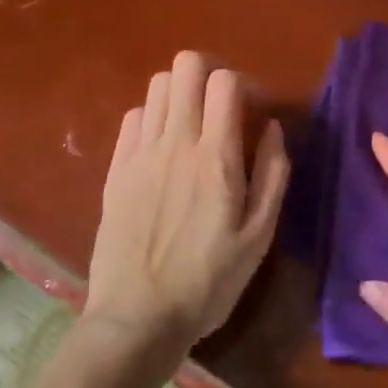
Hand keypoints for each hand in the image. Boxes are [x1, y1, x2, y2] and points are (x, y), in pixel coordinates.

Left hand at [83, 51, 289, 356]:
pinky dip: (153, 116)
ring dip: (181, 91)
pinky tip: (163, 143)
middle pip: (185, 67)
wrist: (136, 320)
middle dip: (209, 72)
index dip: (243, 82)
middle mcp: (175, 142)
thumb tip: (272, 126)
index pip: (224, 81)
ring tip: (193, 121)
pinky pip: (133, 116)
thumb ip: (272, 173)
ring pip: (157, 85)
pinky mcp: (115, 169)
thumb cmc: (208, 282)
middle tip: (222, 102)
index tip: (253, 109)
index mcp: (215, 157)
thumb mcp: (259, 236)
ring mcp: (140, 153)